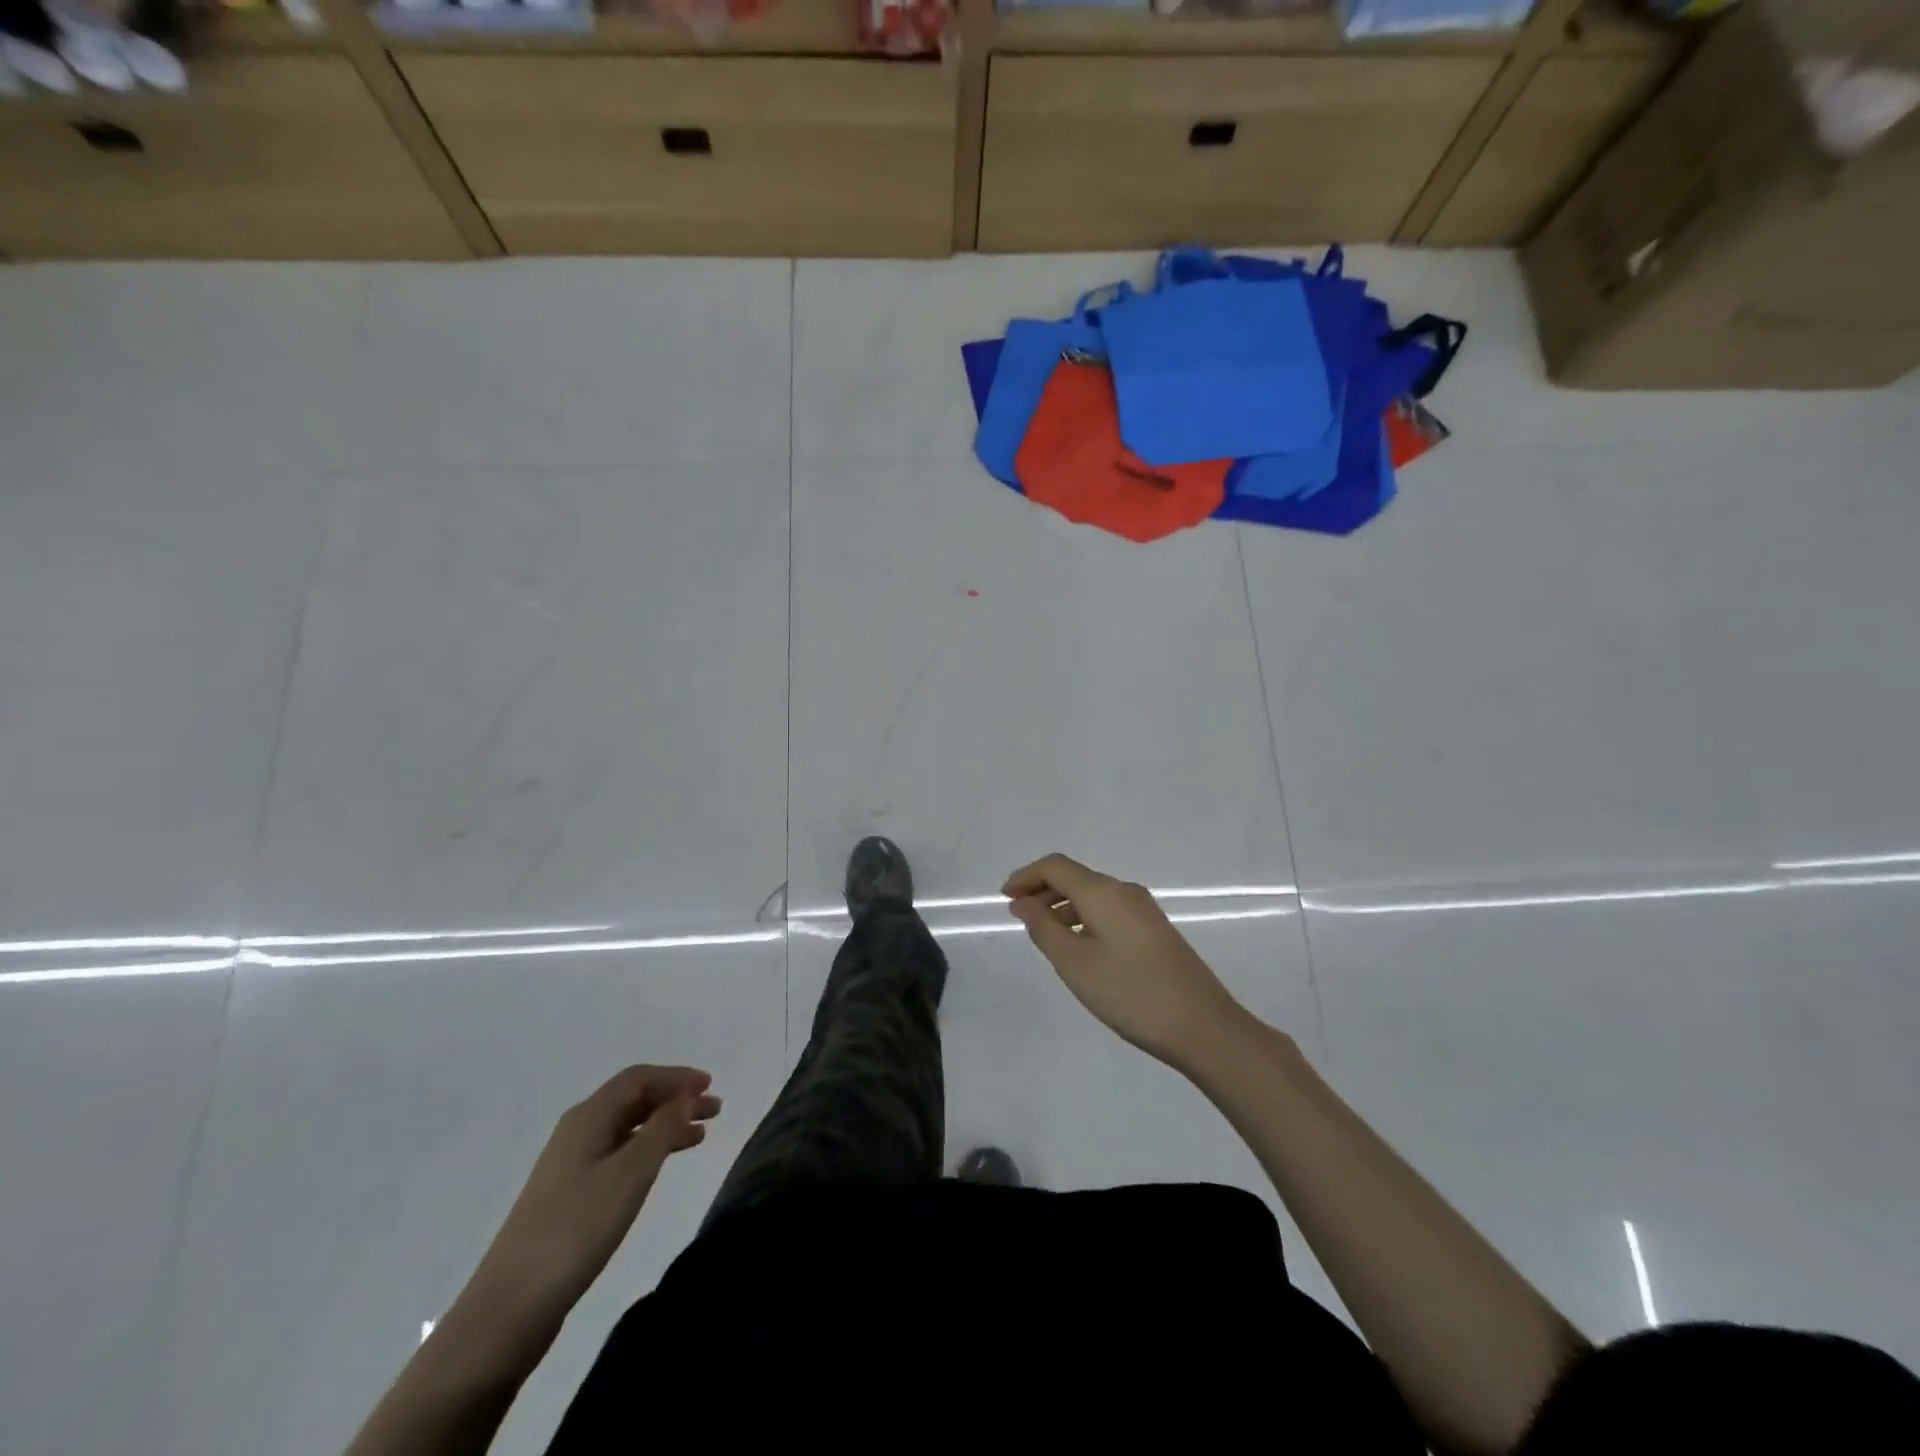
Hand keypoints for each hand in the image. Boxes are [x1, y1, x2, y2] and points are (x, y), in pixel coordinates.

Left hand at [470, 1065, 720, 1322]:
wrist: (509, 1309)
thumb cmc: (576, 1229)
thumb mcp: (630, 1174)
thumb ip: (663, 1129)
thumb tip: (686, 1097)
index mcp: (588, 1117)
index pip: (638, 1078)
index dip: (677, 1077)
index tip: (711, 1086)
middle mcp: (578, 1132)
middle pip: (633, 1100)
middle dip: (675, 1100)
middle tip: (714, 1111)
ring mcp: (571, 1165)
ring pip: (628, 1129)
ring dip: (665, 1125)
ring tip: (699, 1137)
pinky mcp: (570, 1196)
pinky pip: (619, 1155)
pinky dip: (648, 1151)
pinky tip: (662, 1167)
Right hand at [1003, 853, 1249, 1070]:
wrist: (1203, 1027)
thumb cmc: (1131, 994)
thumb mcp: (1075, 964)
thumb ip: (1044, 928)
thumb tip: (1024, 901)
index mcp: (1104, 893)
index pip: (1056, 866)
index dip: (1026, 876)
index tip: (1003, 897)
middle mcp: (1125, 892)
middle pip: (1075, 877)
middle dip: (1042, 890)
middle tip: (1017, 915)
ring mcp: (1144, 911)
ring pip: (1093, 896)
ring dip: (1063, 907)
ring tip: (1042, 935)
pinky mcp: (1155, 932)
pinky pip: (1109, 912)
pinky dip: (1083, 919)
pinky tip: (1078, 948)